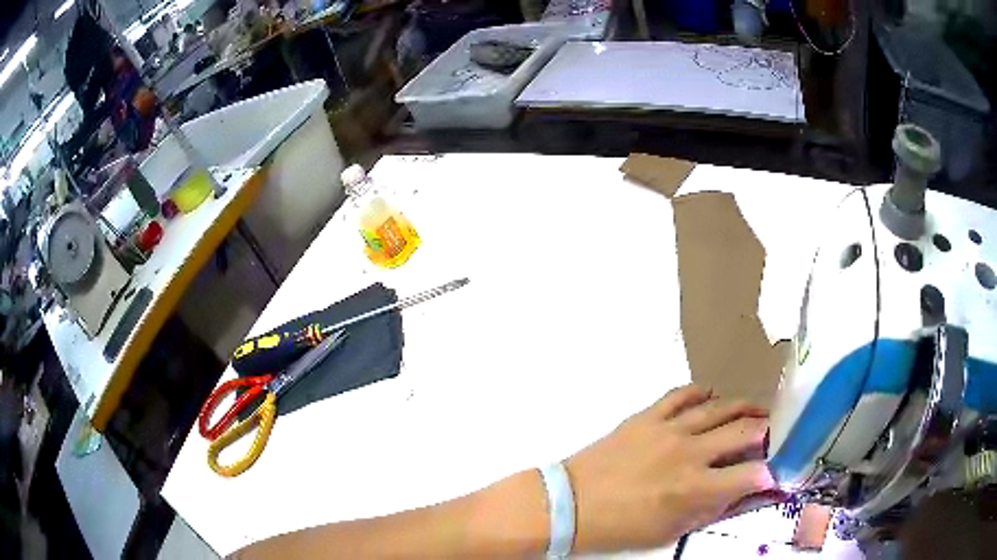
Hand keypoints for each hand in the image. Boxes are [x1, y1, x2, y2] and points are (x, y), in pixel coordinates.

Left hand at [564, 384, 776, 551]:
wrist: (571, 504)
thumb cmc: (620, 527)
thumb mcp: (671, 531)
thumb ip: (712, 509)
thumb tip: (745, 492)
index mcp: (695, 487)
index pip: (750, 474)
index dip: (772, 472)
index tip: (779, 470)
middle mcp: (689, 452)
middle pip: (743, 431)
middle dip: (768, 431)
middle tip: (776, 432)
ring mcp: (668, 428)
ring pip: (719, 407)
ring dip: (743, 407)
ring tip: (756, 411)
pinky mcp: (647, 415)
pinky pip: (681, 394)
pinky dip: (700, 392)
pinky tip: (711, 397)